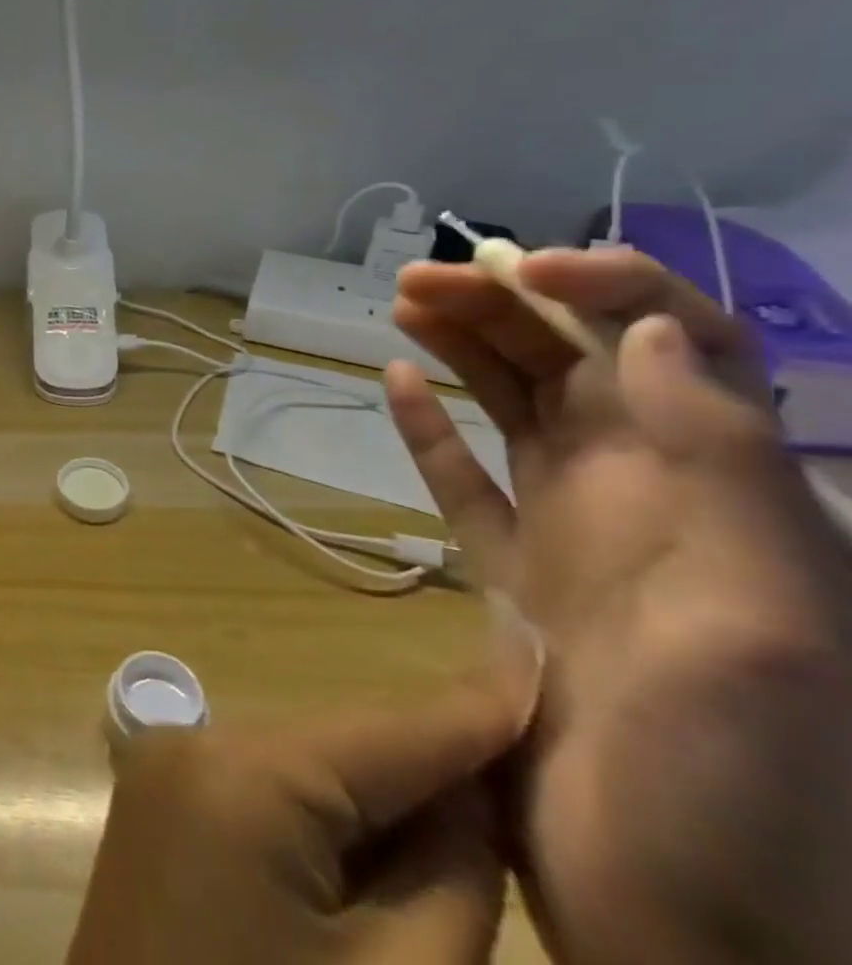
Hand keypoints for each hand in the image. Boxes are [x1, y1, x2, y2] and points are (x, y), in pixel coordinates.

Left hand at [66, 664, 534, 964]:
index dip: (472, 708)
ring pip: (303, 769)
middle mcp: (195, 740)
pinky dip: (325, 823)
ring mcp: (165, 768)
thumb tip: (471, 795)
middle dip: (431, 769)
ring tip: (472, 822)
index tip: (537, 653)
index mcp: (244, 770)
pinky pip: (262, 796)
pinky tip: (381, 858)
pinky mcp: (157, 805)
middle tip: (528, 773)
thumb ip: (448, 880)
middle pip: (342, 747)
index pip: (386, 730)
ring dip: (381, 801)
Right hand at [386, 248, 851, 964]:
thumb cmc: (746, 785)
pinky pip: (465, 481)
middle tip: (417, 281)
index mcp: (724, 491)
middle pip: (575, 366)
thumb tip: (642, 332)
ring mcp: (576, 534)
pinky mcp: (514, 576)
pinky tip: (396, 384)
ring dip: (463, 350)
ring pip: (513, 410)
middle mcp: (652, 494)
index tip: (520, 266)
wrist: (689, 922)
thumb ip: (723, 469)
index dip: (607, 285)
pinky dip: (429, 428)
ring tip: (403, 306)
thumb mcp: (768, 624)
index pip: (679, 345)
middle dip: (503, 307)